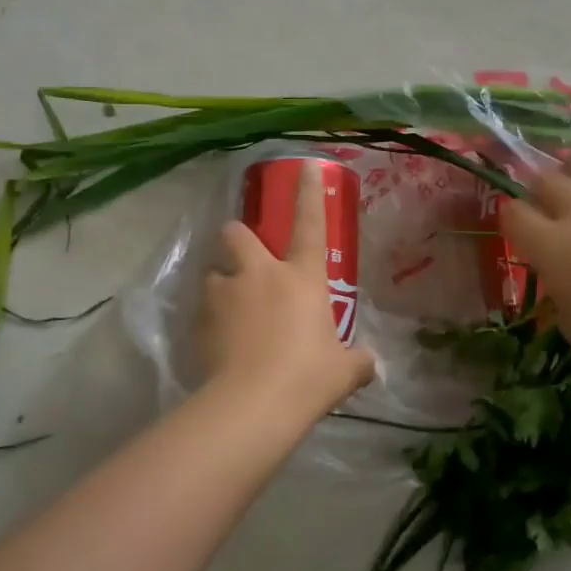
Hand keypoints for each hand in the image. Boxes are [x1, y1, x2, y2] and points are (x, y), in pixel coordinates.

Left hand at [199, 162, 375, 420]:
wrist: (253, 405)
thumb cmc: (308, 378)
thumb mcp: (343, 371)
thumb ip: (357, 361)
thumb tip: (370, 364)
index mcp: (301, 277)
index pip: (310, 224)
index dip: (309, 193)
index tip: (307, 165)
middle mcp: (260, 274)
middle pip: (236, 233)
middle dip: (237, 239)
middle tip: (245, 262)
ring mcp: (226, 295)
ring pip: (212, 273)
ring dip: (221, 286)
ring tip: (229, 313)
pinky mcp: (201, 321)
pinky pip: (202, 311)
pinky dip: (209, 321)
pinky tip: (218, 346)